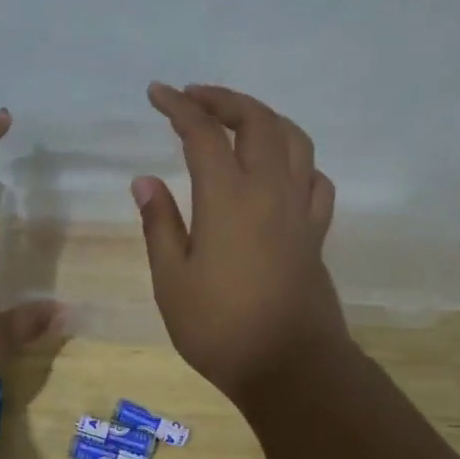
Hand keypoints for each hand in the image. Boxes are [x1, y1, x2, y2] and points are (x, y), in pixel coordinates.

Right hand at [133, 83, 350, 402]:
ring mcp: (299, 209)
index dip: (179, 107)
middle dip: (224, 100)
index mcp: (228, 198)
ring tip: (238, 120)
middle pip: (257, 122)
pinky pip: (314, 178)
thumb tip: (144, 181)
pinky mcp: (315, 232)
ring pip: (293, 140)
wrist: (289, 365)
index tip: (157, 93)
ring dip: (264, 118)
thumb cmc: (219, 328)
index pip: (203, 133)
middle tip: (194, 98)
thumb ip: (159, 225)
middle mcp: (270, 190)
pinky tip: (281, 170)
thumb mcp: (172, 280)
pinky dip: (296, 160)